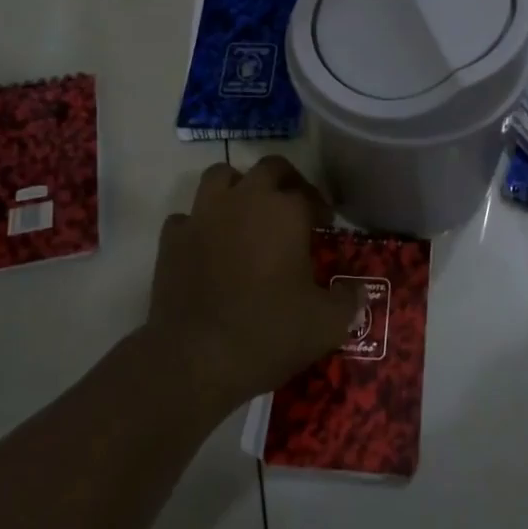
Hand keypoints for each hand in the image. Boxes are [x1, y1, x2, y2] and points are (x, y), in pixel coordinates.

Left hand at [148, 155, 360, 412]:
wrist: (196, 359)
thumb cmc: (270, 333)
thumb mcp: (327, 324)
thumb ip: (348, 300)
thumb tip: (356, 290)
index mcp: (286, 212)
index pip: (309, 193)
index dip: (320, 207)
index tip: (324, 226)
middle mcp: (244, 200)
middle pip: (269, 168)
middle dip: (285, 182)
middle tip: (293, 209)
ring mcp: (203, 216)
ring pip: (220, 176)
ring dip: (237, 188)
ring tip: (247, 215)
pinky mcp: (171, 239)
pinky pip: (187, 217)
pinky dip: (200, 225)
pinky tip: (208, 246)